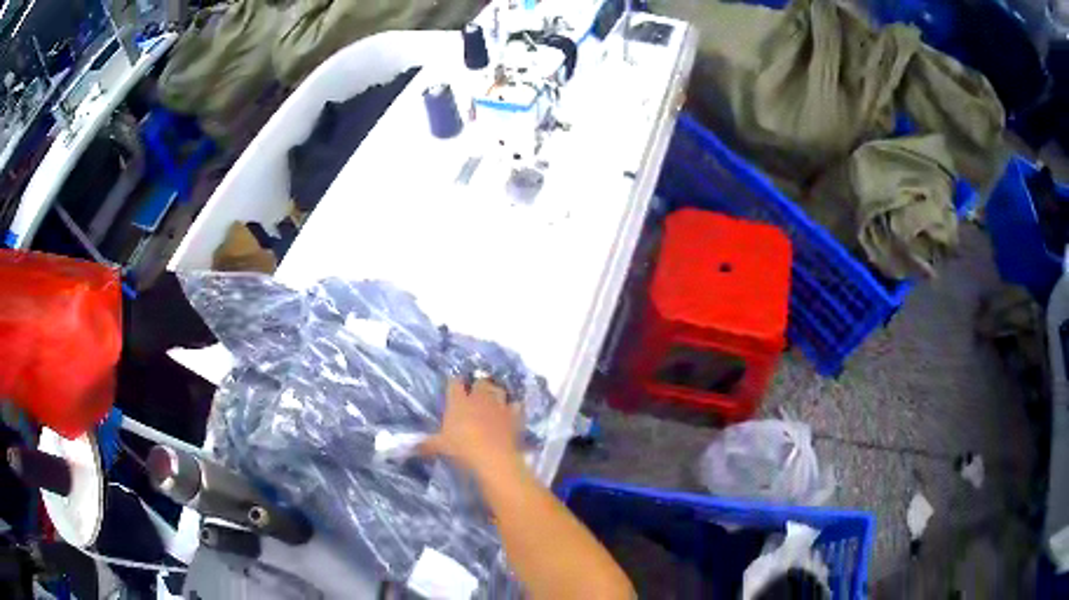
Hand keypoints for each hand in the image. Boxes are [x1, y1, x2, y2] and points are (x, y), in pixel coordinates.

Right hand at [421, 378, 522, 477]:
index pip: (455, 382)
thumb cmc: (461, 449)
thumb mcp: (439, 447)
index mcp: (458, 401)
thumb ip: (425, 444)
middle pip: (480, 381)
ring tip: (493, 398)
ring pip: (499, 390)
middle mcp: (479, 398)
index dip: (454, 382)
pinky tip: (511, 412)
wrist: (493, 457)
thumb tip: (409, 446)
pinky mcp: (514, 416)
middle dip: (478, 384)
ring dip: (496, 392)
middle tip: (475, 392)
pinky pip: (516, 406)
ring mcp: (499, 405)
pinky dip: (513, 407)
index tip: (453, 384)